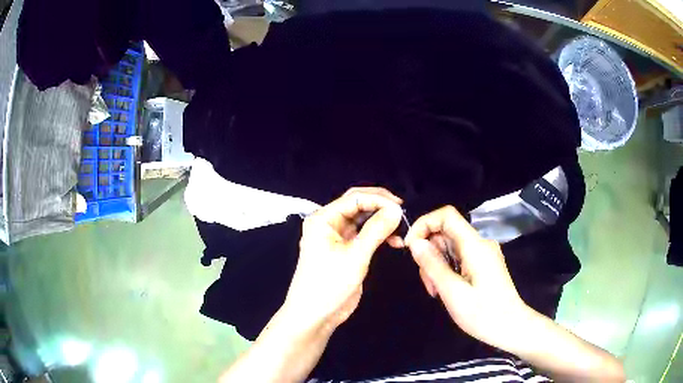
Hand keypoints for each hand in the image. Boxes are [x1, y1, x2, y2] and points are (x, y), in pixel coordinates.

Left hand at [282, 187, 403, 334]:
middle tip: (403, 213)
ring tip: (402, 228)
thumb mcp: (355, 256)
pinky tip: (396, 242)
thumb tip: (396, 209)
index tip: (400, 208)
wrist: (315, 315)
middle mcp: (329, 223)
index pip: (354, 198)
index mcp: (323, 219)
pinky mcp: (346, 250)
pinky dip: (380, 236)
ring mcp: (338, 237)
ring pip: (363, 220)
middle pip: (358, 205)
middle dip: (380, 207)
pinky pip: (365, 235)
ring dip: (382, 222)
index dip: (378, 199)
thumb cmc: (329, 284)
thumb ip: (376, 230)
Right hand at [404, 206, 530, 351]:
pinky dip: (447, 271)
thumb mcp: (453, 292)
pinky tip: (447, 290)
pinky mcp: (483, 264)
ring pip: (450, 248)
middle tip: (429, 284)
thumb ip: (433, 265)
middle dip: (430, 254)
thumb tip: (415, 242)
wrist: (511, 327)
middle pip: (446, 233)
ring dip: (437, 266)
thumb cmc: (483, 314)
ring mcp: (483, 254)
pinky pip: (459, 258)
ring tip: (438, 292)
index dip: (425, 224)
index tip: (410, 247)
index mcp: (475, 245)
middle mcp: (480, 244)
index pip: (447, 215)